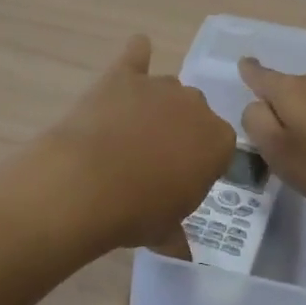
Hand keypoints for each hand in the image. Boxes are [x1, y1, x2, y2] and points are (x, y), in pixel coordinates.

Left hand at [41, 35, 233, 254]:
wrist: (86, 185)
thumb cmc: (136, 212)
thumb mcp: (166, 232)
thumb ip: (178, 234)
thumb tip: (182, 251)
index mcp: (218, 142)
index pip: (219, 146)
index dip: (198, 162)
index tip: (179, 179)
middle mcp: (195, 106)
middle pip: (193, 113)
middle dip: (178, 131)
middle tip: (151, 159)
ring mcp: (159, 86)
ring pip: (166, 89)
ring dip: (154, 105)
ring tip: (128, 131)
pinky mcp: (123, 75)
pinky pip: (137, 54)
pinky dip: (136, 55)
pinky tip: (135, 54)